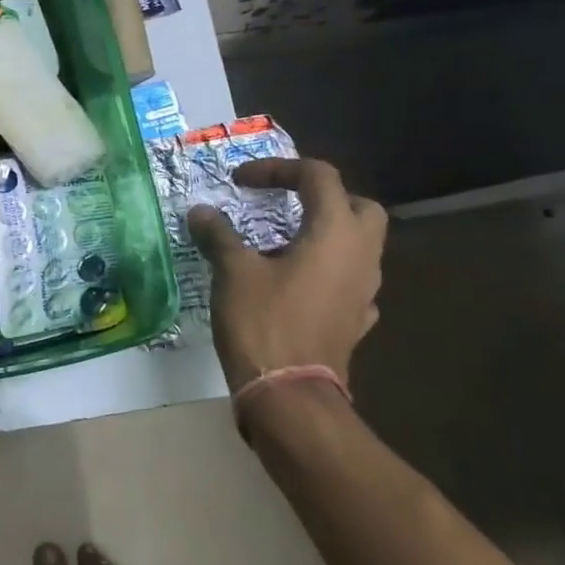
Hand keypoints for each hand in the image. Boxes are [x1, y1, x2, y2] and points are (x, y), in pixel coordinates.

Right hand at [187, 158, 386, 396]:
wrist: (290, 395)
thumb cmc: (264, 322)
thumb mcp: (232, 271)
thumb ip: (218, 235)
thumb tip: (201, 212)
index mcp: (335, 233)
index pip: (318, 177)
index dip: (278, 169)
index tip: (240, 182)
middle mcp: (361, 256)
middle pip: (358, 206)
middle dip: (322, 197)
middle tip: (283, 204)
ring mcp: (364, 291)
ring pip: (359, 244)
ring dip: (325, 233)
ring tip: (281, 242)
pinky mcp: (356, 320)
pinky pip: (349, 281)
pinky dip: (326, 271)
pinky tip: (298, 283)